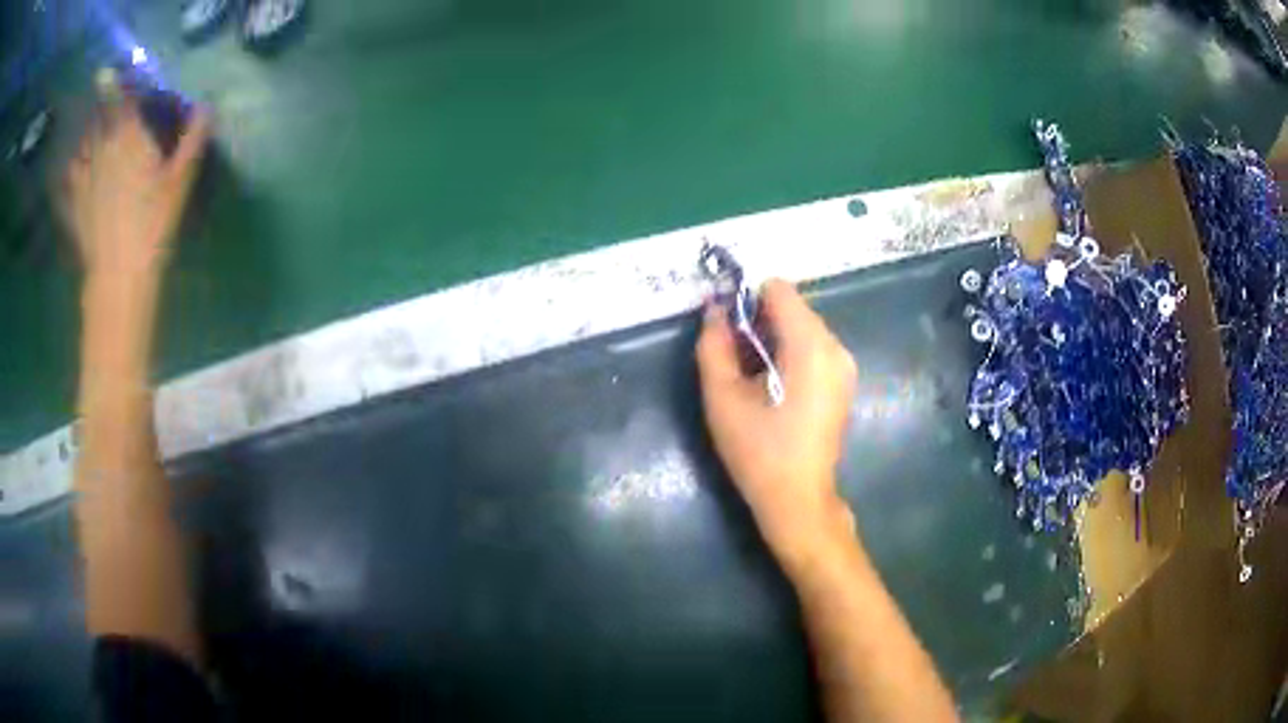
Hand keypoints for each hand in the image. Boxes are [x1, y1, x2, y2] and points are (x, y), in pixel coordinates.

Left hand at [61, 90, 210, 282]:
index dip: (117, 81)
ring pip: (84, 143)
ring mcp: (86, 177)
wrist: (119, 276)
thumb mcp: (180, 181)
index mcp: (129, 137)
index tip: (111, 70)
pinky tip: (75, 168)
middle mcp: (104, 149)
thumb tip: (207, 106)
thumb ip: (193, 139)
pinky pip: (71, 176)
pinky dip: (73, 167)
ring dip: (88, 133)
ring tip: (90, 131)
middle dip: (101, 105)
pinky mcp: (76, 203)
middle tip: (102, 97)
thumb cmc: (151, 225)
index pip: (121, 97)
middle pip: (99, 118)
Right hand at [696, 280, 859, 569]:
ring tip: (754, 382)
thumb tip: (714, 309)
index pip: (778, 289)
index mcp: (811, 345)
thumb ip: (713, 344)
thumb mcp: (722, 397)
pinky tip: (775, 392)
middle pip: (792, 307)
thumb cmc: (758, 451)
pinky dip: (790, 356)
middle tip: (737, 364)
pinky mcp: (844, 381)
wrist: (797, 499)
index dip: (747, 302)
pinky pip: (813, 348)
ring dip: (774, 341)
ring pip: (802, 327)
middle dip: (760, 324)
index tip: (730, 334)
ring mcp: (845, 364)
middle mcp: (836, 346)